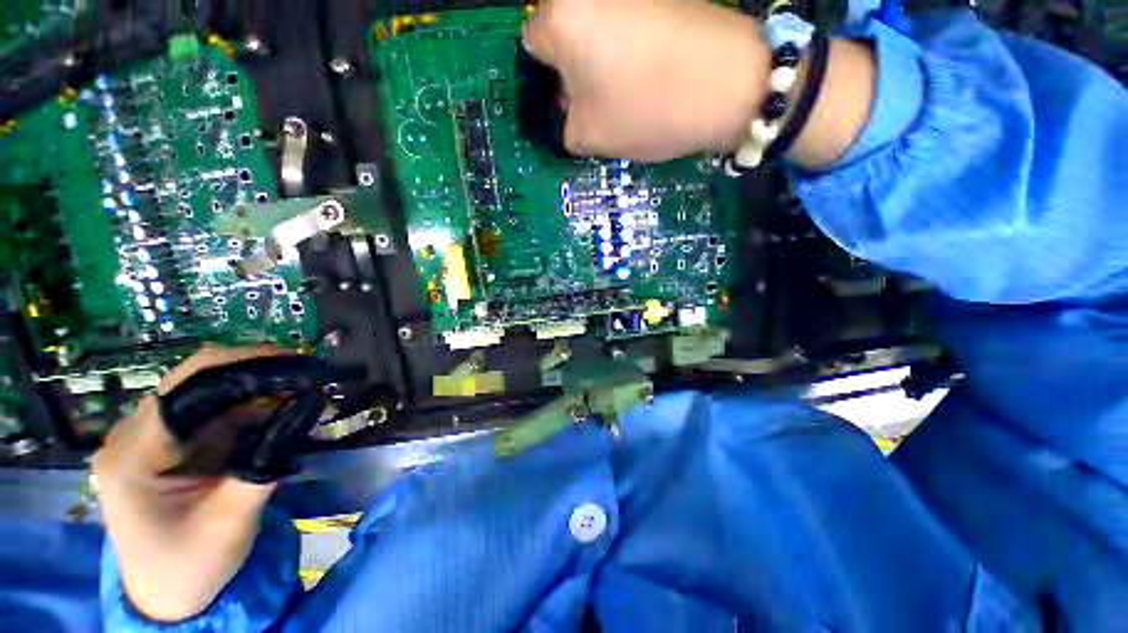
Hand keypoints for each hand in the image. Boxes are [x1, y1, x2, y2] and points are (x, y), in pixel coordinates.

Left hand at [93, 345, 285, 621]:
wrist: (170, 596)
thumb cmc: (192, 565)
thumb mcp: (232, 520)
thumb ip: (265, 463)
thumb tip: (308, 410)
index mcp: (135, 453)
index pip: (188, 385)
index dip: (246, 363)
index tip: (300, 364)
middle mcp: (136, 434)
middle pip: (198, 381)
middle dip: (258, 373)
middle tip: (310, 376)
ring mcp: (153, 438)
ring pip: (211, 394)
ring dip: (259, 391)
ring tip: (304, 393)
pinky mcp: (173, 445)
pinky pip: (216, 413)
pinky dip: (253, 409)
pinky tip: (282, 413)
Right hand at [523, 0, 769, 161]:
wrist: (730, 83)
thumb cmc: (648, 109)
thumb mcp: (591, 136)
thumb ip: (564, 126)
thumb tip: (569, 111)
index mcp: (563, 19)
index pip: (532, 46)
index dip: (547, 81)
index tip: (569, 104)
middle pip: (565, 34)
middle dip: (574, 70)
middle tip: (599, 103)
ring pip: (597, 30)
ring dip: (602, 62)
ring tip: (628, 92)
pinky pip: (627, 25)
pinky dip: (628, 50)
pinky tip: (650, 73)